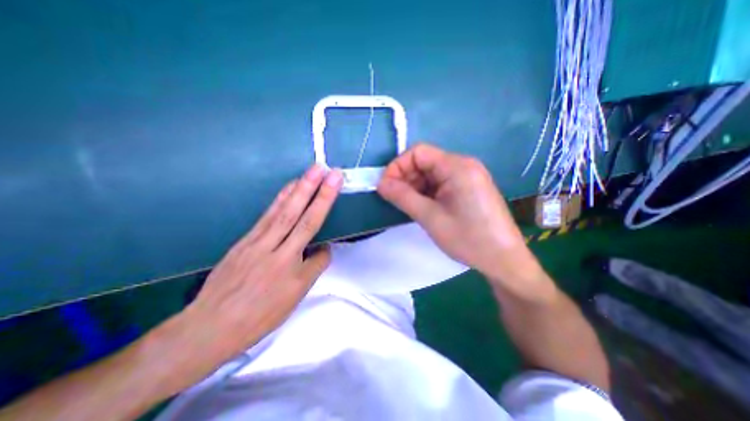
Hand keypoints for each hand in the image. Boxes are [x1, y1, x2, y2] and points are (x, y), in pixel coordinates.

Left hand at [182, 166, 343, 363]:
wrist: (210, 327)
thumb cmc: (260, 316)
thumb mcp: (294, 298)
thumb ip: (313, 268)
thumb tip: (324, 248)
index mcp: (290, 267)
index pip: (314, 235)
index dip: (326, 209)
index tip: (336, 187)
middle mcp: (275, 249)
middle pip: (300, 216)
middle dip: (317, 192)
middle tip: (328, 171)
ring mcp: (257, 242)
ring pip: (282, 211)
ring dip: (298, 189)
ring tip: (311, 171)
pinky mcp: (245, 240)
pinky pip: (267, 215)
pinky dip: (280, 199)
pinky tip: (288, 189)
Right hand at [379, 143, 529, 282]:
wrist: (504, 260)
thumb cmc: (468, 238)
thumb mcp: (430, 217)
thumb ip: (402, 197)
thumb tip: (380, 183)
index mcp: (457, 166)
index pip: (418, 152)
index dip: (397, 166)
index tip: (386, 187)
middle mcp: (463, 165)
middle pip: (425, 162)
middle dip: (405, 178)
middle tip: (394, 199)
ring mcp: (467, 177)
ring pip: (431, 174)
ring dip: (415, 186)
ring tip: (408, 206)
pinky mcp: (468, 188)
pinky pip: (440, 183)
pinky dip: (426, 192)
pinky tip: (422, 207)